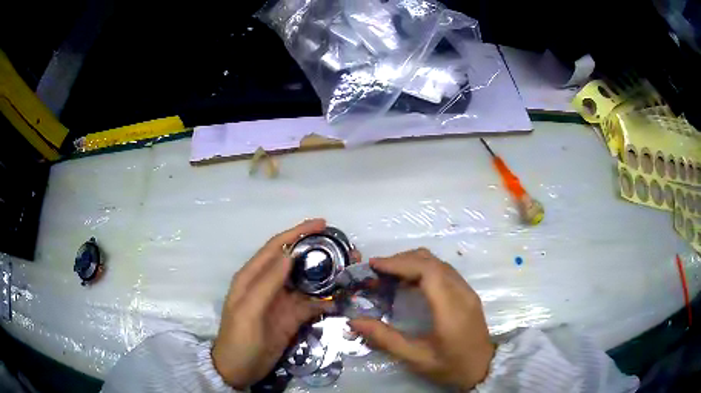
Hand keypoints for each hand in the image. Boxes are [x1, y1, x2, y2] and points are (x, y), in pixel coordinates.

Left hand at [212, 219, 330, 388]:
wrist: (239, 370)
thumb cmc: (239, 339)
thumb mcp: (248, 311)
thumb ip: (266, 283)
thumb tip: (289, 254)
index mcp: (252, 277)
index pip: (276, 247)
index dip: (297, 233)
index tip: (322, 223)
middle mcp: (268, 284)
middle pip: (295, 261)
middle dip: (317, 252)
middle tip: (344, 250)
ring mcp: (281, 301)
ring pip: (306, 281)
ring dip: (325, 276)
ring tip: (349, 270)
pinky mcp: (291, 317)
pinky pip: (311, 304)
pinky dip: (325, 300)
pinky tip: (341, 300)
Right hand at [349, 248, 494, 389]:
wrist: (483, 368)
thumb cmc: (450, 366)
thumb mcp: (416, 358)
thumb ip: (385, 339)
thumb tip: (355, 321)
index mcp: (450, 309)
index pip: (427, 271)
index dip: (400, 263)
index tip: (375, 266)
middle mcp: (462, 293)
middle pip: (432, 261)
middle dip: (402, 260)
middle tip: (376, 270)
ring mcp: (467, 291)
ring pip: (439, 263)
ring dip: (413, 262)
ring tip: (389, 274)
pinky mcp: (468, 293)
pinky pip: (444, 271)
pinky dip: (424, 269)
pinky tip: (410, 282)